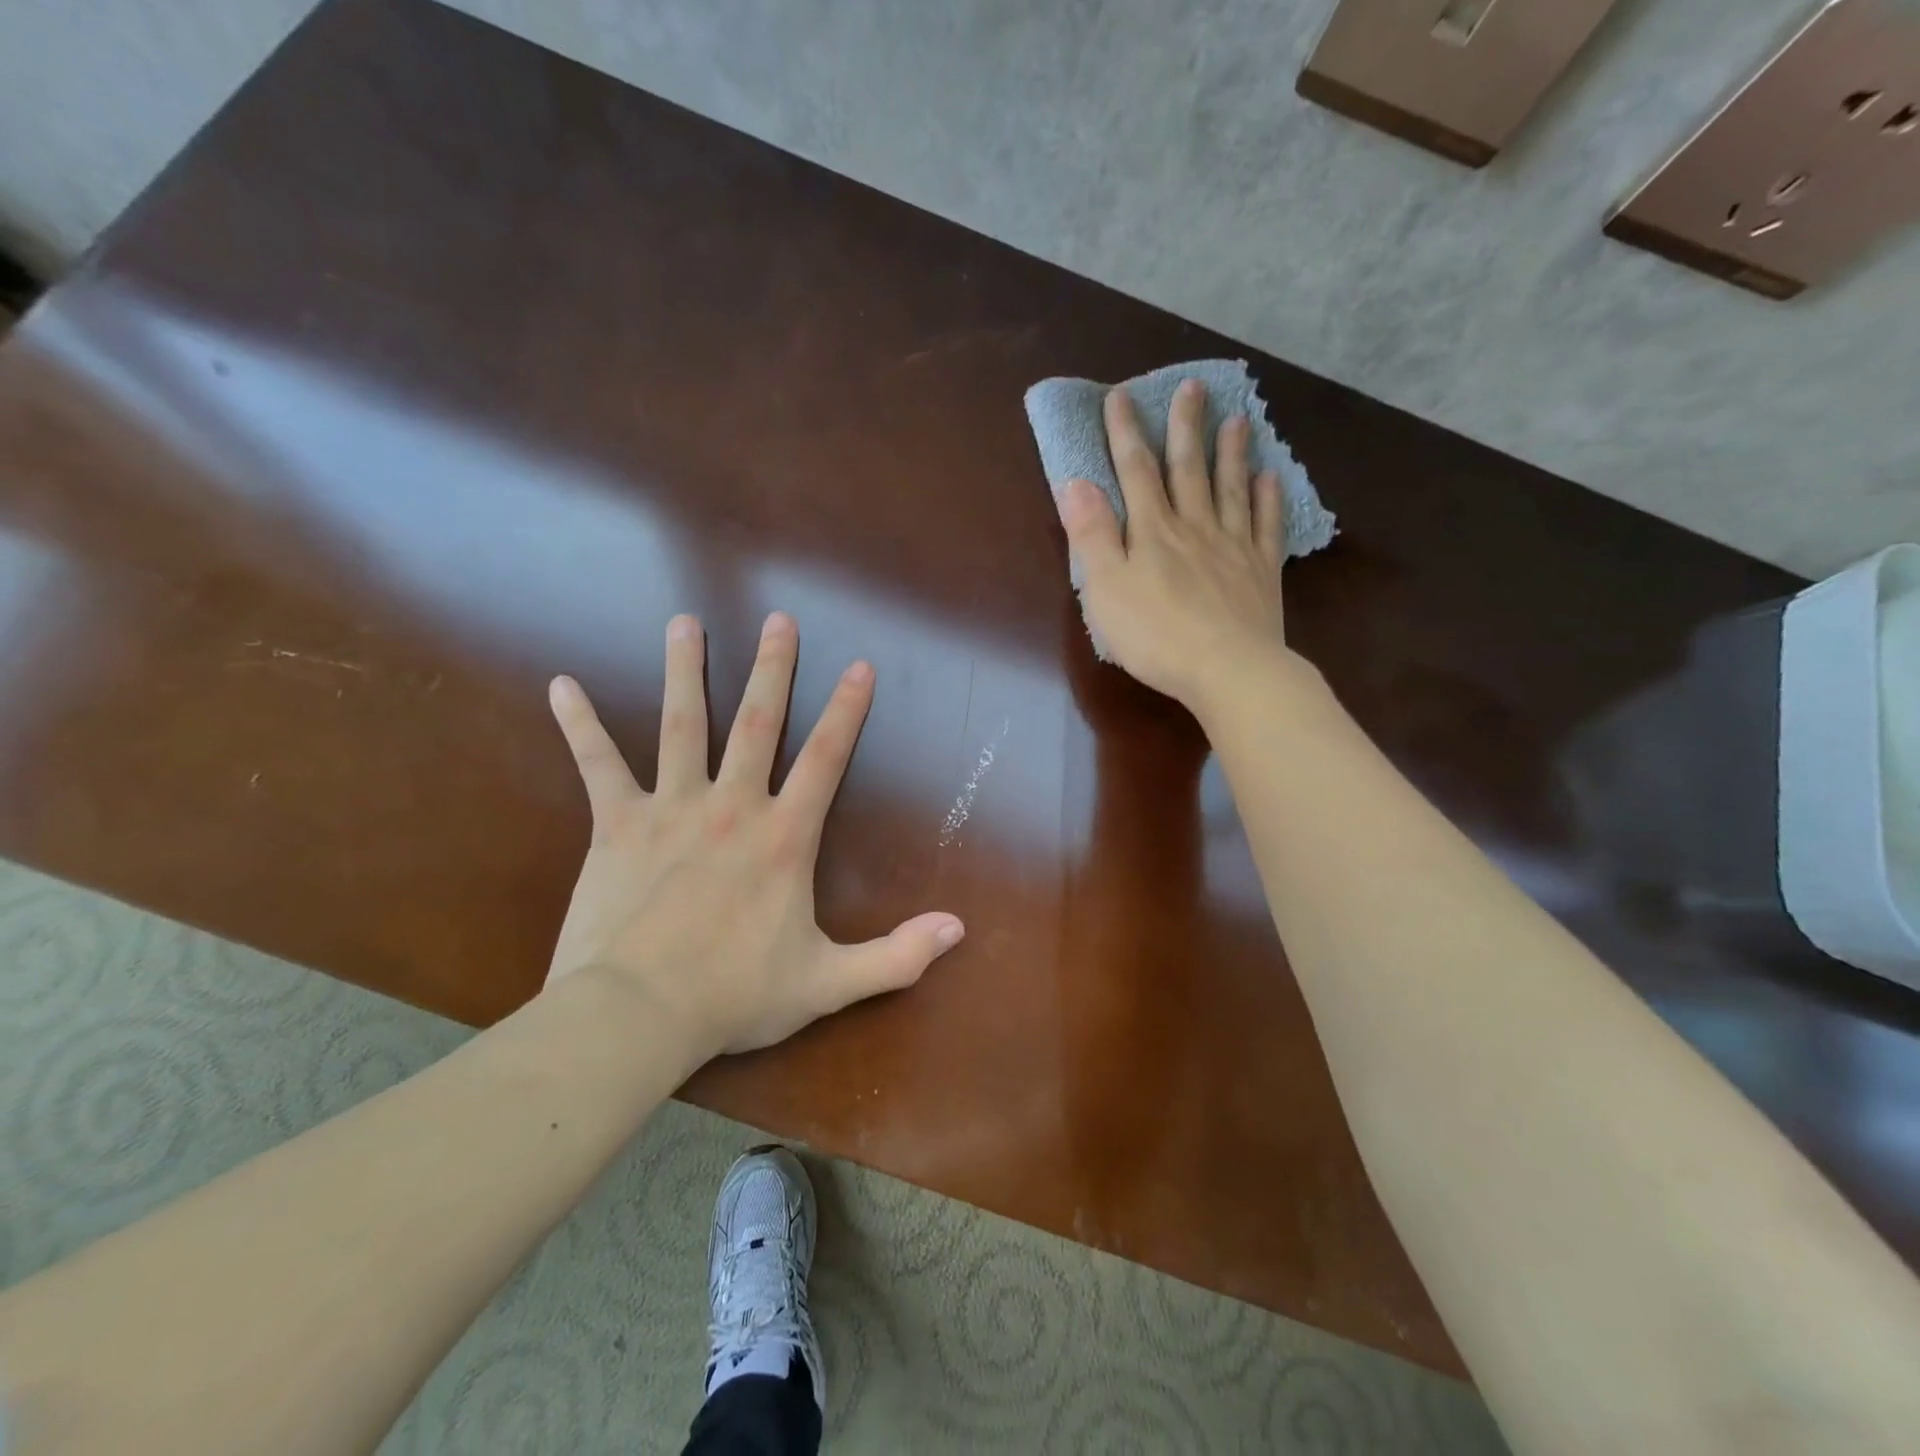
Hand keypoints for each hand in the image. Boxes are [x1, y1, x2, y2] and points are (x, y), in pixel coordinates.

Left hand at [544, 611, 964, 1066]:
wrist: (636, 1015)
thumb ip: (897, 956)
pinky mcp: (617, 825)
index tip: (859, 666)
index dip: (846, 712)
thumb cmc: (734, 996)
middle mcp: (732, 807)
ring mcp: (671, 809)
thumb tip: (958, 928)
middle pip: (757, 724)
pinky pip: (598, 765)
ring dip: (686, 672)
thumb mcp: (829, 982)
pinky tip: (561, 685)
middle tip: (779, 620)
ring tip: (686, 623)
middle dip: (772, 670)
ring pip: (682, 726)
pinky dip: (581, 724)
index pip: (825, 759)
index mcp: (784, 838)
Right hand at [1058, 379, 1293, 709]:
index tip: (1121, 395)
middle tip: (1193, 387)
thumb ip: (1092, 535)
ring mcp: (1233, 547)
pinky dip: (1269, 499)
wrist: (1226, 670)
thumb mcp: (1105, 588)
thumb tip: (1076, 483)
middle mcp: (1194, 527)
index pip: (1135, 471)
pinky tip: (1271, 478)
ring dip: (1232, 452)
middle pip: (1188, 469)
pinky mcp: (1262, 572)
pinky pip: (1266, 526)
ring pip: (1232, 488)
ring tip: (1238, 419)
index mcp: (1152, 531)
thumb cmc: (1155, 635)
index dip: (1125, 432)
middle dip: (1185, 427)